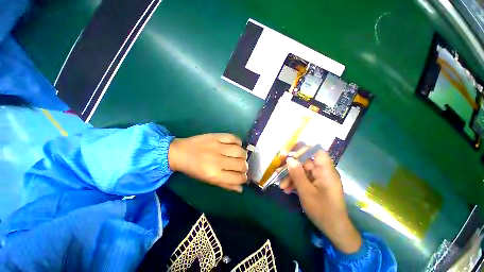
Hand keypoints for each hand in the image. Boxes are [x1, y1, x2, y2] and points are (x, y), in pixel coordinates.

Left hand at [168, 133, 247, 191]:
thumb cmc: (193, 169)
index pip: (237, 178)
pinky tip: (236, 145)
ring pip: (240, 151)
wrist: (179, 152)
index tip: (243, 176)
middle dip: (245, 167)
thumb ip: (225, 185)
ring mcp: (217, 146)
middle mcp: (217, 161)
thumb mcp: (208, 180)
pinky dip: (238, 142)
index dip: (243, 178)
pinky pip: (234, 138)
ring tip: (240, 156)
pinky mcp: (216, 136)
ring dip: (243, 155)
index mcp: (214, 174)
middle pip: (241, 164)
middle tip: (241, 166)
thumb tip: (240, 188)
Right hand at [280, 150, 361, 253]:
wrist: (334, 230)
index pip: (317, 152)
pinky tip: (287, 190)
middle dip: (291, 168)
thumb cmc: (323, 210)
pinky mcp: (316, 185)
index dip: (304, 150)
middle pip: (305, 162)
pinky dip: (295, 183)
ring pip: (302, 171)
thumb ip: (297, 174)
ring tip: (282, 186)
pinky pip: (304, 179)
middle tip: (279, 172)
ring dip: (291, 177)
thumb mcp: (306, 192)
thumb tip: (289, 159)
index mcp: (326, 171)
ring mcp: (319, 179)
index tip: (290, 155)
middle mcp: (323, 172)